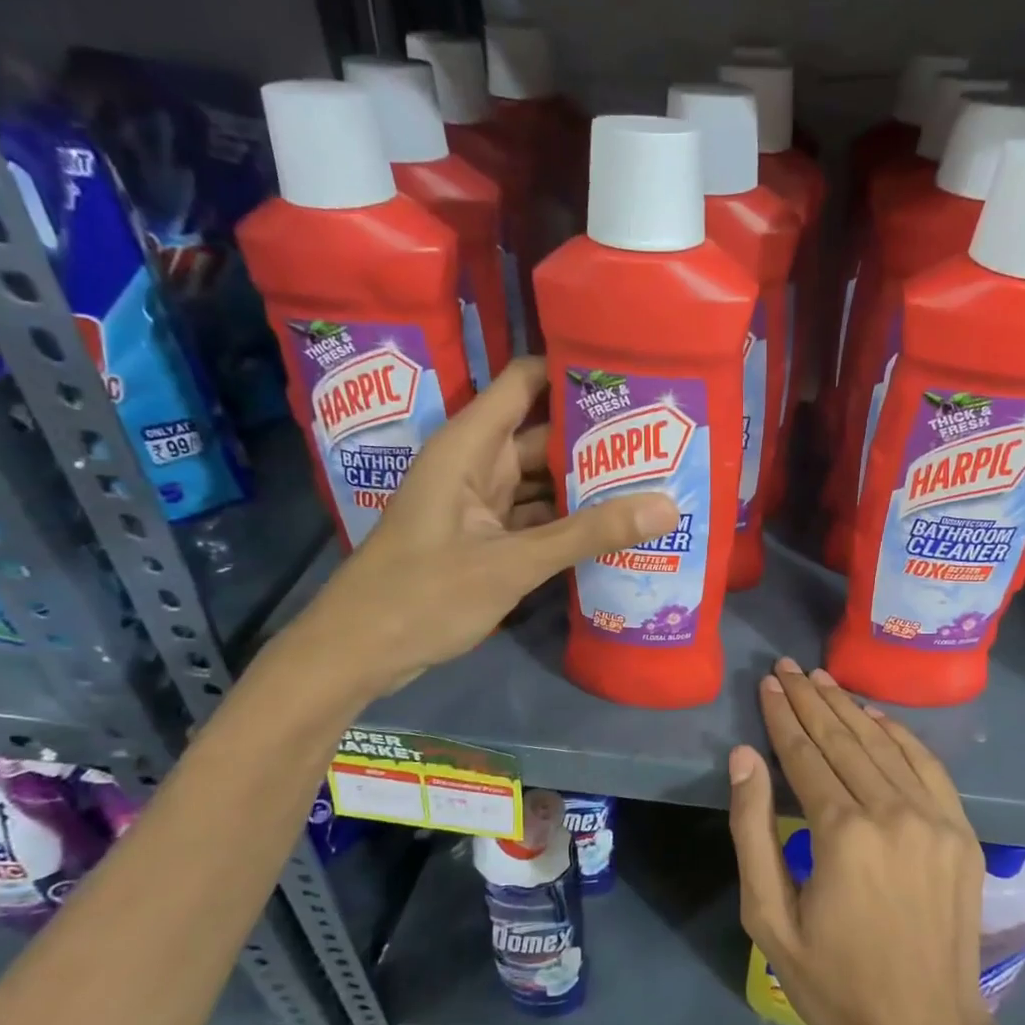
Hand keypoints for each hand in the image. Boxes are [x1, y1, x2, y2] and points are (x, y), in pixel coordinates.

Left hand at [299, 357, 677, 696]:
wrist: (357, 653)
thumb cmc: (422, 595)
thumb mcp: (511, 563)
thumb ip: (587, 534)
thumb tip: (667, 506)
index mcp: (469, 446)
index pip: (526, 382)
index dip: (574, 371)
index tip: (633, 375)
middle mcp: (476, 464)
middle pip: (544, 434)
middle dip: (598, 436)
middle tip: (664, 438)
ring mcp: (480, 504)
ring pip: (543, 480)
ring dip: (588, 483)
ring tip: (653, 478)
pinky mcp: (484, 538)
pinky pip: (536, 516)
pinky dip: (569, 521)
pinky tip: (614, 526)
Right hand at [729, 658, 995, 1024]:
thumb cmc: (835, 982)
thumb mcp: (769, 918)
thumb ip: (752, 830)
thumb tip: (744, 757)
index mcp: (841, 833)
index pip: (804, 754)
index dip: (782, 716)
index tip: (767, 683)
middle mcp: (891, 811)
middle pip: (843, 738)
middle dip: (810, 699)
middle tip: (787, 668)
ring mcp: (933, 818)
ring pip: (883, 744)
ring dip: (849, 707)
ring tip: (821, 679)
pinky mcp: (961, 830)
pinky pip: (926, 764)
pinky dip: (898, 733)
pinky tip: (875, 715)